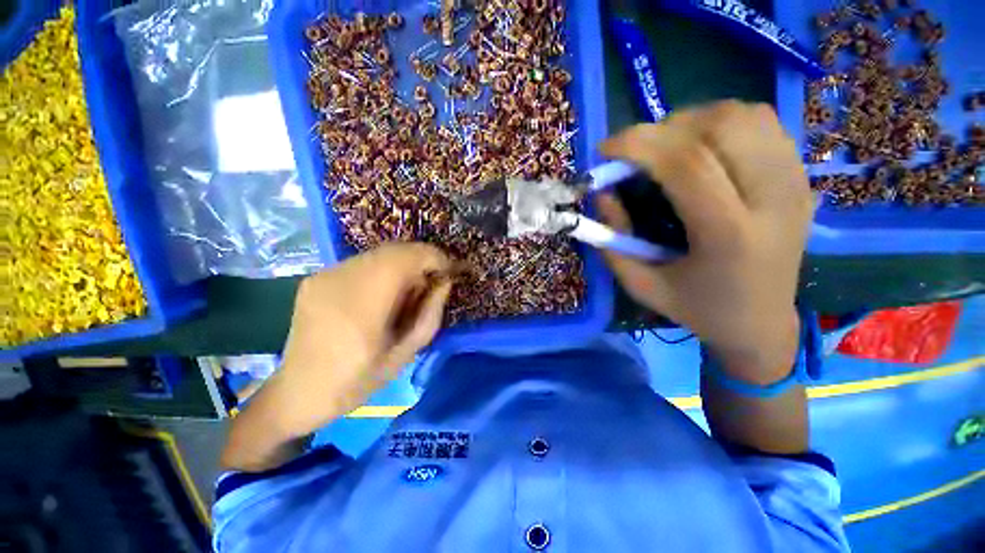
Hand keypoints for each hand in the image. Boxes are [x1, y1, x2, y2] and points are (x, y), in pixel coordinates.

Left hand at [274, 242, 452, 437]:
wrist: (297, 392)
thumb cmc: (356, 381)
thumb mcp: (405, 354)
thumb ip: (430, 314)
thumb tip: (444, 282)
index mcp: (363, 305)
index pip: (408, 258)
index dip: (435, 258)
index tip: (450, 271)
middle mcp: (341, 279)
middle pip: (395, 250)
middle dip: (422, 261)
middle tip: (432, 284)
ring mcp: (325, 275)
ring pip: (380, 253)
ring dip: (403, 266)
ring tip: (407, 293)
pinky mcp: (317, 277)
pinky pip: (363, 262)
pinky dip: (384, 270)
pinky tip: (381, 295)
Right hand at [597, 101, 814, 381]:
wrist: (761, 322)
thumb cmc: (696, 308)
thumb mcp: (640, 284)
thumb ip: (612, 239)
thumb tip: (602, 193)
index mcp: (730, 236)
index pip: (687, 165)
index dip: (639, 146)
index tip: (606, 149)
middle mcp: (773, 200)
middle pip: (719, 129)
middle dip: (662, 130)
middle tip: (634, 152)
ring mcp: (795, 183)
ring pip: (743, 116)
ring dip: (692, 121)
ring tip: (666, 147)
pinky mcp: (802, 176)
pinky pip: (762, 123)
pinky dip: (722, 122)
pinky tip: (701, 146)